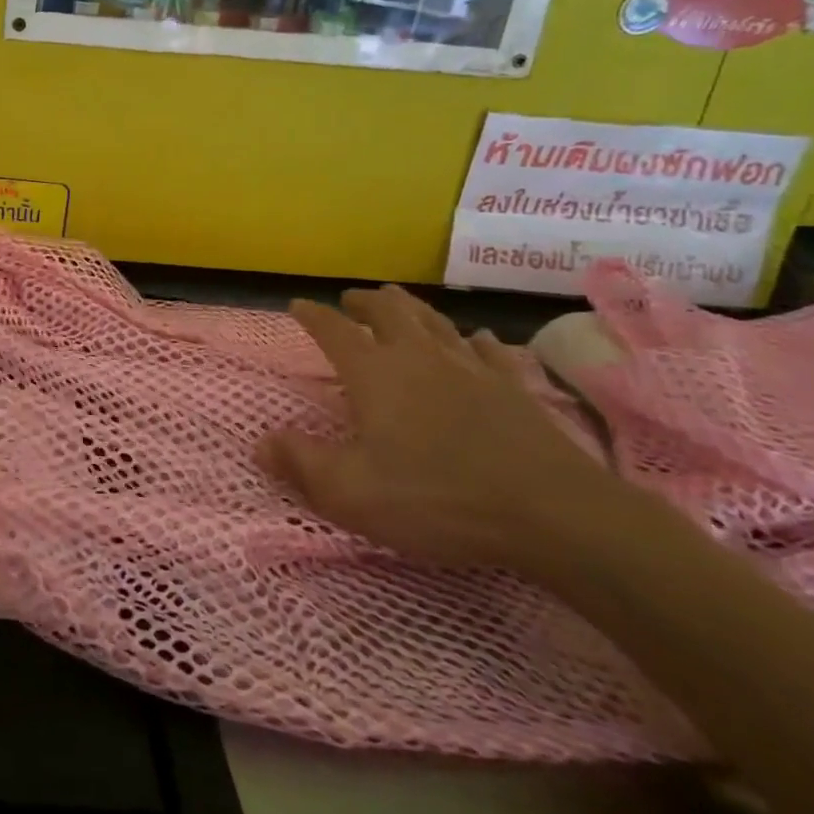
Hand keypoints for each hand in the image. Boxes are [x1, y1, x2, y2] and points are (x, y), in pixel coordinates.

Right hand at [261, 286, 635, 570]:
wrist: (553, 514)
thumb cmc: (437, 499)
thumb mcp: (351, 492)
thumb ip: (301, 464)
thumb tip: (260, 443)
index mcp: (375, 373)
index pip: (334, 331)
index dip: (313, 316)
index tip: (296, 306)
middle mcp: (419, 358)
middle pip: (389, 312)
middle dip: (365, 301)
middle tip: (351, 298)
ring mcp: (472, 370)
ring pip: (436, 322)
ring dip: (412, 308)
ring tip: (399, 300)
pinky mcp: (515, 390)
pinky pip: (490, 352)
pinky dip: (474, 341)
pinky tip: (476, 339)